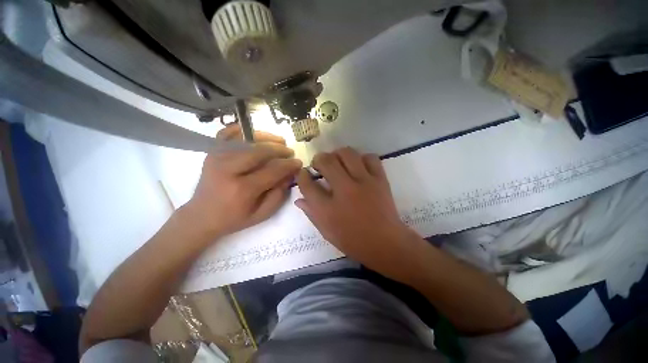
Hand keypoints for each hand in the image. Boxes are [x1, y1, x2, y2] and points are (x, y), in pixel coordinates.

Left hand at [184, 124, 301, 239]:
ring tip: (280, 141)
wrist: (202, 216)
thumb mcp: (262, 214)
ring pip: (247, 140)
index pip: (272, 170)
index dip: (289, 165)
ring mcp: (217, 158)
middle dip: (279, 149)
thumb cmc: (234, 218)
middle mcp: (228, 170)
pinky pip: (226, 133)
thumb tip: (289, 174)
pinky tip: (254, 131)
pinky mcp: (211, 153)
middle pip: (260, 151)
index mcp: (243, 189)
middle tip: (289, 151)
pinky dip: (240, 129)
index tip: (298, 163)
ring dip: (267, 138)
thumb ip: (279, 194)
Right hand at [296, 147, 416, 271]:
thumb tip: (299, 199)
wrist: (386, 243)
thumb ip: (311, 213)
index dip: (301, 175)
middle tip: (320, 165)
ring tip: (337, 162)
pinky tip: (358, 166)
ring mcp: (364, 182)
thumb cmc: (353, 240)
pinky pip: (370, 158)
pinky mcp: (380, 180)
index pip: (307, 184)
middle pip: (326, 161)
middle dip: (318, 159)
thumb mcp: (326, 231)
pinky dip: (361, 158)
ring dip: (338, 154)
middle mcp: (344, 190)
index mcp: (327, 209)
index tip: (302, 173)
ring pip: (347, 153)